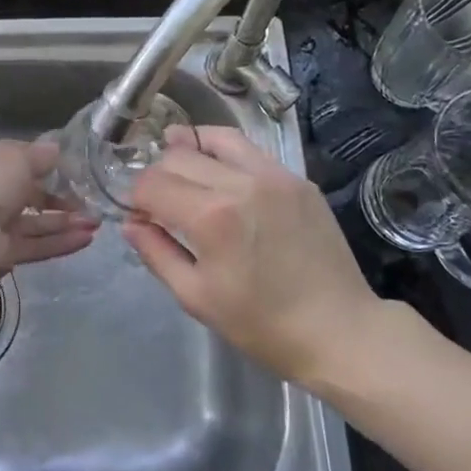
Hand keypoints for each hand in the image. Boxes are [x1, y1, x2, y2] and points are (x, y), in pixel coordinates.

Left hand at [0, 138, 97, 273]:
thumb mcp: (18, 157)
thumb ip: (39, 155)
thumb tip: (56, 150)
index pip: (15, 160)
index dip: (41, 162)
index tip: (68, 167)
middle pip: (28, 195)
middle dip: (59, 198)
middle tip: (88, 201)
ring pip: (34, 223)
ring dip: (65, 222)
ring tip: (95, 222)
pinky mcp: (3, 254)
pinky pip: (34, 245)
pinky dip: (59, 242)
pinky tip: (86, 239)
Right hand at [124, 127, 379, 385]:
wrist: (339, 330)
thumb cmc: (262, 325)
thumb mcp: (196, 297)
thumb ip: (157, 253)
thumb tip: (130, 223)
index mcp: (211, 216)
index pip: (153, 183)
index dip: (135, 197)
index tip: (138, 215)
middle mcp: (240, 182)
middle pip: (179, 155)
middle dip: (158, 174)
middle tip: (159, 200)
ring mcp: (274, 175)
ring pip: (216, 139)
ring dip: (190, 150)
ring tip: (181, 164)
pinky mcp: (297, 179)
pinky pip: (250, 151)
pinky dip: (225, 154)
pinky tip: (221, 173)